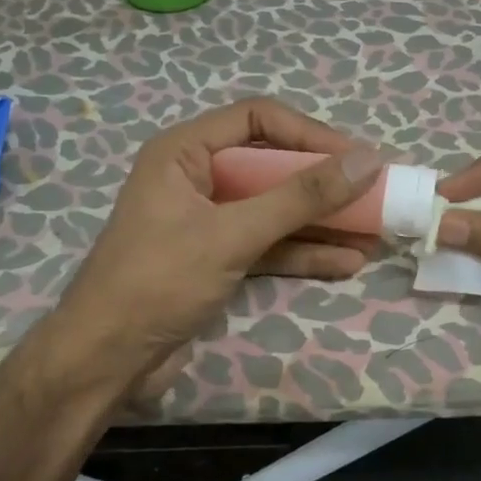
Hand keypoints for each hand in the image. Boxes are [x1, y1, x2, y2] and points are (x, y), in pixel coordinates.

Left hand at [39, 98, 384, 401]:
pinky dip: (303, 253)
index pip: (257, 119)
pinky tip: (345, 263)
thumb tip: (367, 161)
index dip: (310, 134)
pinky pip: (267, 244)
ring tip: (374, 233)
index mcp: (184, 152)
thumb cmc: (158, 281)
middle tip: (374, 194)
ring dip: (320, 222)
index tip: (357, 159)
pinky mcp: (216, 259)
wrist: (105, 361)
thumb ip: (300, 198)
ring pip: (274, 209)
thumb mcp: (233, 234)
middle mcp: (196, 178)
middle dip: (323, 183)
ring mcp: (207, 221)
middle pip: (271, 166)